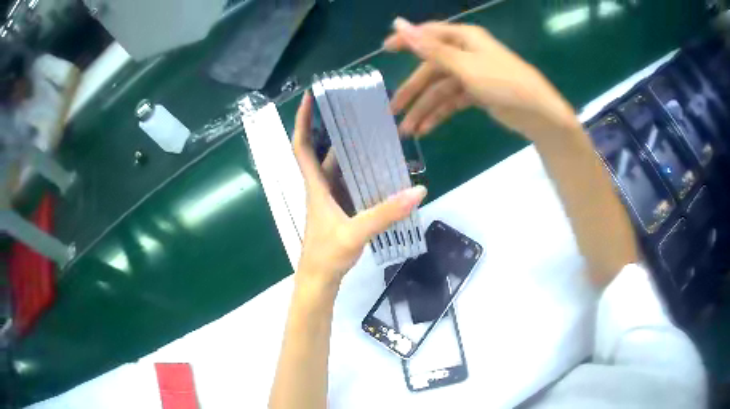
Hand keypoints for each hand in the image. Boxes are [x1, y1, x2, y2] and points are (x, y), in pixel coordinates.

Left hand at [292, 92, 426, 290]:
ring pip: (340, 168)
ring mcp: (331, 199)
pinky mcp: (342, 210)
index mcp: (315, 186)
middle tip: (360, 112)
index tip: (309, 97)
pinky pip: (352, 184)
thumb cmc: (327, 255)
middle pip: (325, 152)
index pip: (301, 146)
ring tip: (376, 135)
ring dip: (354, 152)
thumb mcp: (355, 233)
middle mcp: (321, 187)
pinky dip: (363, 174)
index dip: (302, 120)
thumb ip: (385, 213)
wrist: (320, 280)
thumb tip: (418, 191)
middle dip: (337, 130)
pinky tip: (382, 171)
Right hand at [385, 18, 581, 141]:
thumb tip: (398, 24)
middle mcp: (465, 53)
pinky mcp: (478, 93)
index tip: (384, 50)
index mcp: (464, 38)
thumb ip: (430, 48)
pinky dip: (440, 114)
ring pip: (440, 89)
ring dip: (424, 109)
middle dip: (413, 91)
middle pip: (431, 69)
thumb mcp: (465, 65)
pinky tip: (427, 129)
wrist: (538, 114)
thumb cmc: (503, 83)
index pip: (428, 35)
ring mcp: (472, 74)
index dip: (406, 41)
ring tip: (408, 131)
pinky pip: (453, 101)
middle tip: (393, 111)